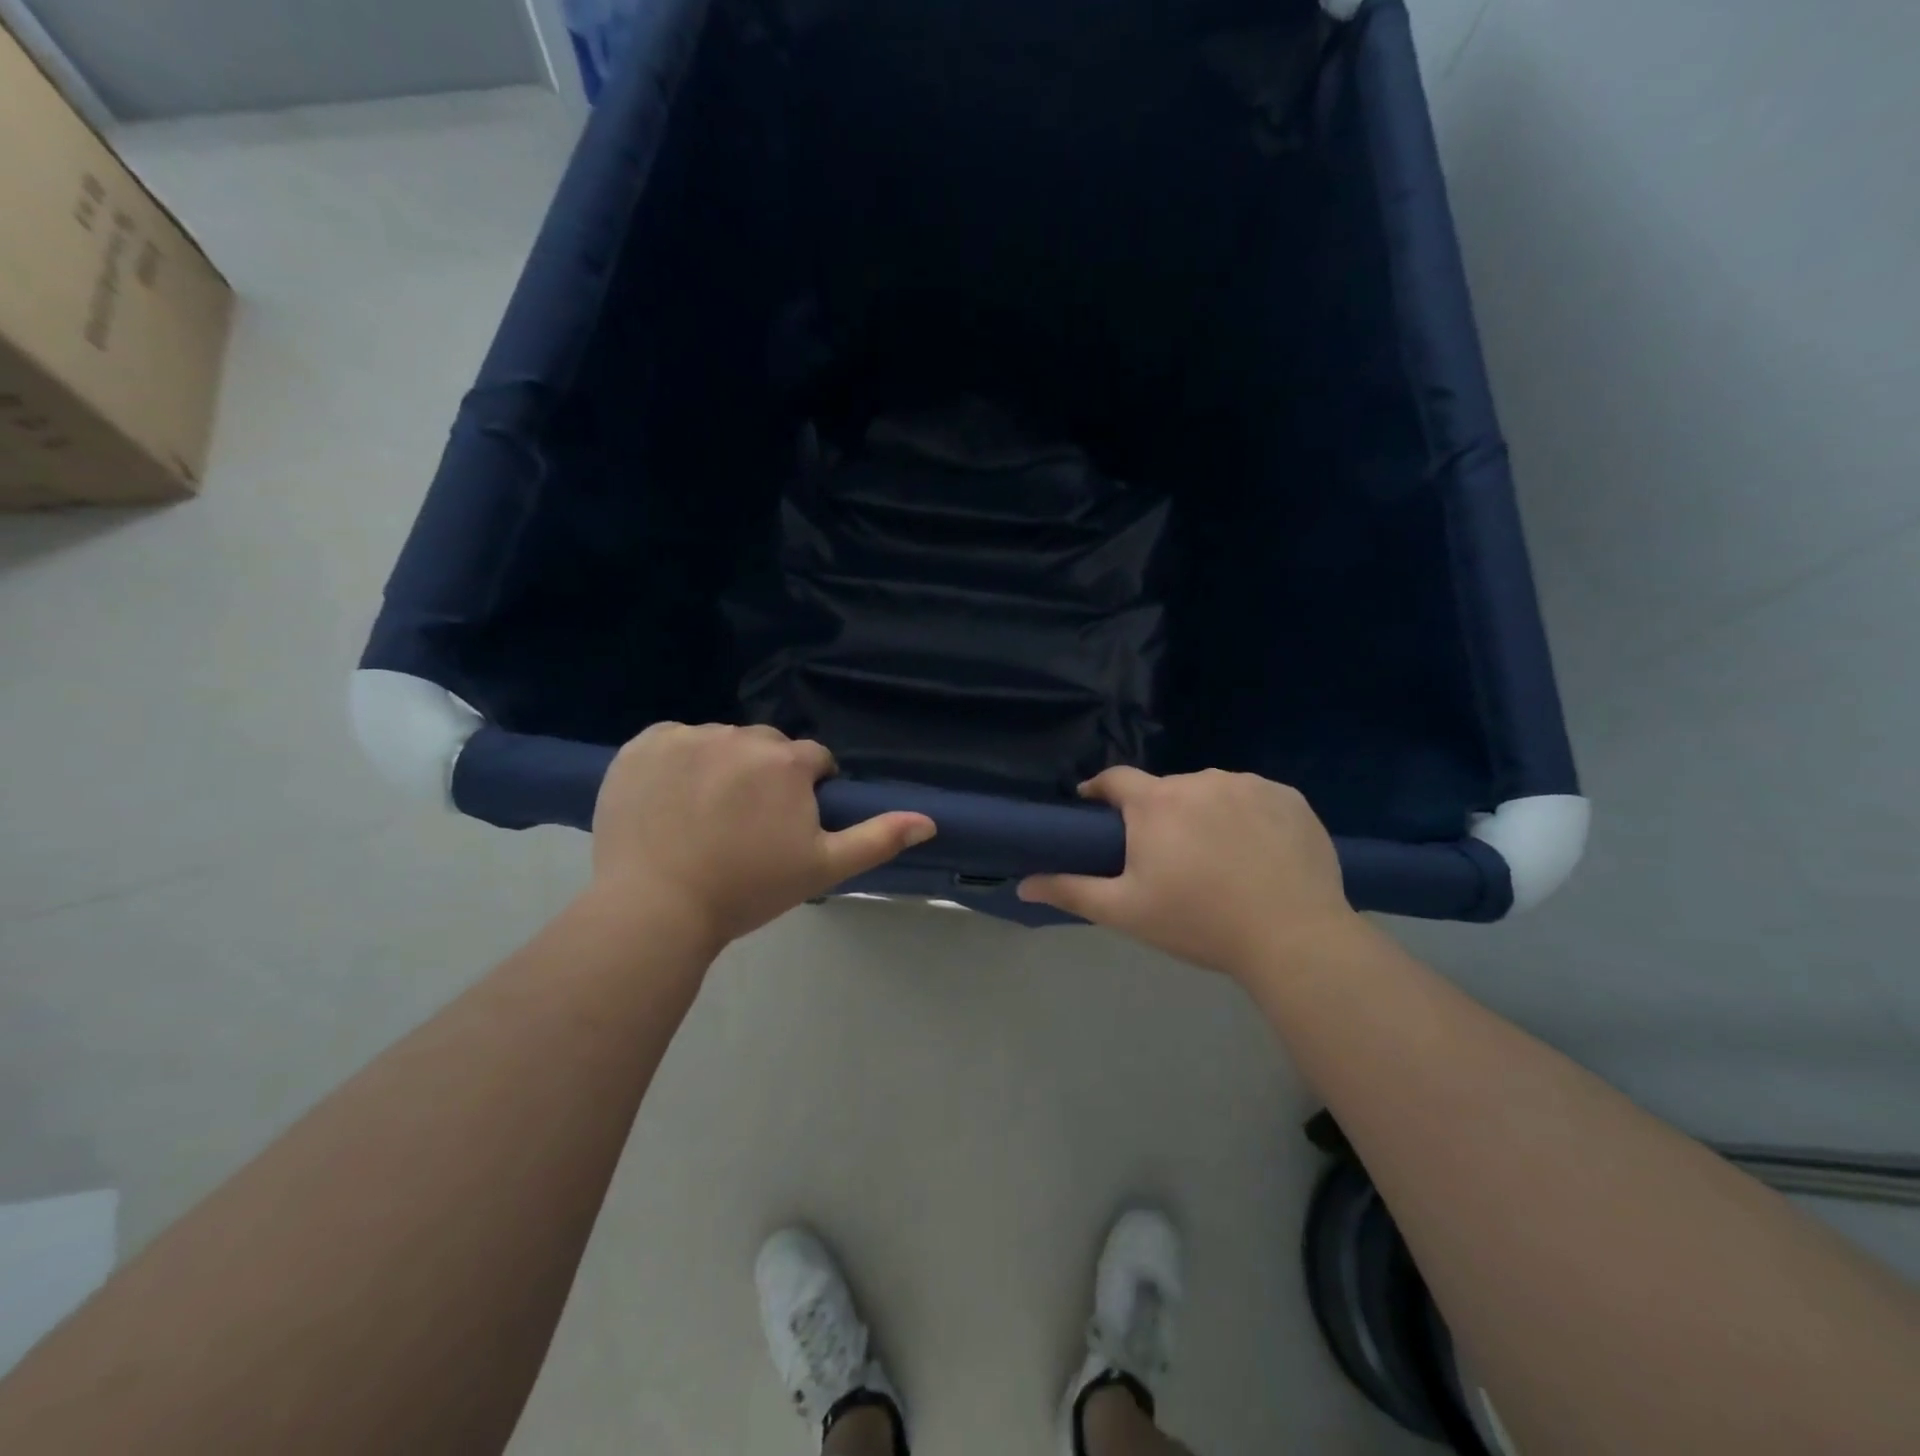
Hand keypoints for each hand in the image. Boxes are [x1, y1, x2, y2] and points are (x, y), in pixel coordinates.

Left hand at [590, 723, 934, 948]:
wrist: (655, 909)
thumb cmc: (747, 889)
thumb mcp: (822, 868)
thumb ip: (877, 839)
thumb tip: (929, 820)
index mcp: (786, 761)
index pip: (812, 760)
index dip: (807, 791)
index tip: (786, 826)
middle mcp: (739, 736)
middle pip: (766, 747)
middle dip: (766, 775)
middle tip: (745, 825)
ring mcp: (686, 738)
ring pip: (720, 742)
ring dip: (722, 766)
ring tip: (704, 816)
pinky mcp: (642, 746)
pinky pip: (674, 741)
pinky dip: (677, 762)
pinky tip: (671, 800)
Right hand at [1017, 767, 1362, 979]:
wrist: (1294, 938)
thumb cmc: (1199, 922)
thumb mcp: (1126, 911)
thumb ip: (1071, 890)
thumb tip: (1022, 885)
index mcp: (1156, 801)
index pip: (1115, 779)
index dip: (1101, 791)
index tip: (1096, 809)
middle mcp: (1200, 779)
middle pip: (1166, 791)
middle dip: (1158, 815)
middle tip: (1166, 859)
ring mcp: (1250, 784)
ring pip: (1212, 793)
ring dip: (1204, 814)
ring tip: (1216, 859)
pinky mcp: (1290, 798)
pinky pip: (1256, 798)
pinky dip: (1248, 818)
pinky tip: (1257, 854)